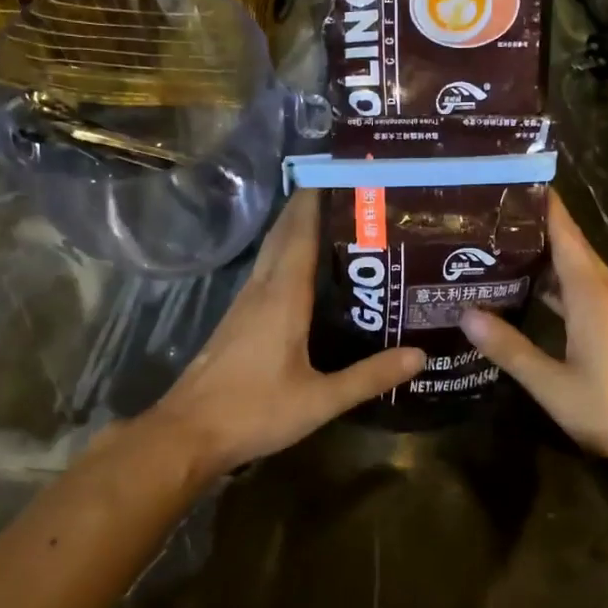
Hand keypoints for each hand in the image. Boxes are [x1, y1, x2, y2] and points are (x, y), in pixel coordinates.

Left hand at [150, 191, 423, 476]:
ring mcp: (242, 305)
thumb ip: (369, 376)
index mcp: (282, 298)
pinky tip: (300, 272)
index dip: (317, 201)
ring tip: (330, 221)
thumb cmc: (255, 411)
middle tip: (345, 191)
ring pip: (270, 253)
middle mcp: (260, 291)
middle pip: (283, 236)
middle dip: (307, 208)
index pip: (301, 234)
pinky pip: (264, 274)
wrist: (187, 434)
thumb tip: (419, 355)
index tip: (340, 173)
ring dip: (294, 230)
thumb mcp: (320, 399)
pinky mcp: (235, 322)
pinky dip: (283, 257)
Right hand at [459, 191, 607, 486]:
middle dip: (531, 230)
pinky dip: (556, 287)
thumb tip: (466, 314)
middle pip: (568, 246)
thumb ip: (510, 349)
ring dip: (542, 260)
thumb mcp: (553, 385)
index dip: (540, 204)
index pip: (564, 232)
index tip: (506, 183)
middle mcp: (607, 291)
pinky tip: (531, 297)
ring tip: (497, 253)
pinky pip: (584, 293)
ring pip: (576, 271)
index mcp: (591, 293)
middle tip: (483, 222)